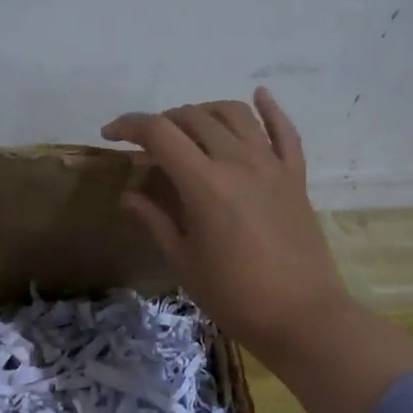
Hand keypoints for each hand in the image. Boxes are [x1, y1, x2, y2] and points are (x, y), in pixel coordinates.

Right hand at [102, 89, 351, 366]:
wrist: (302, 317)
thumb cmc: (234, 295)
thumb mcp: (183, 261)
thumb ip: (154, 220)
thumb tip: (128, 193)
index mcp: (204, 184)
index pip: (159, 133)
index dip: (129, 126)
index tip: (110, 135)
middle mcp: (238, 162)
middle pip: (193, 118)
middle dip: (162, 122)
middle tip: (146, 143)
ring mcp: (271, 165)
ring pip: (235, 114)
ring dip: (204, 111)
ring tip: (188, 127)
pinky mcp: (295, 176)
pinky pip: (284, 131)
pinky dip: (270, 109)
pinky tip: (259, 95)